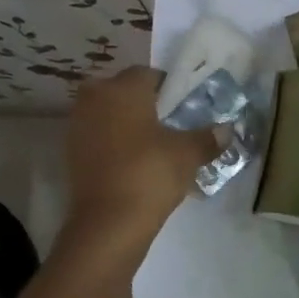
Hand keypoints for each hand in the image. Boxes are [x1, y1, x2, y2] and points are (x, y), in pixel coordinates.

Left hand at [64, 67, 218, 246]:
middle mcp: (94, 99)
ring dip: (127, 125)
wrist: (108, 223)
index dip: (168, 88)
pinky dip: (114, 144)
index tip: (183, 106)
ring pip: (108, 115)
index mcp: (122, 89)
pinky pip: (98, 138)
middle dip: (144, 104)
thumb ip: (207, 138)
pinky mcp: (71, 154)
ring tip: (154, 146)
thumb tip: (227, 130)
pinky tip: (134, 164)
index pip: (147, 74)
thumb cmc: (150, 174)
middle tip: (169, 125)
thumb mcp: (187, 154)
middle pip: (123, 92)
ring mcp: (78, 126)